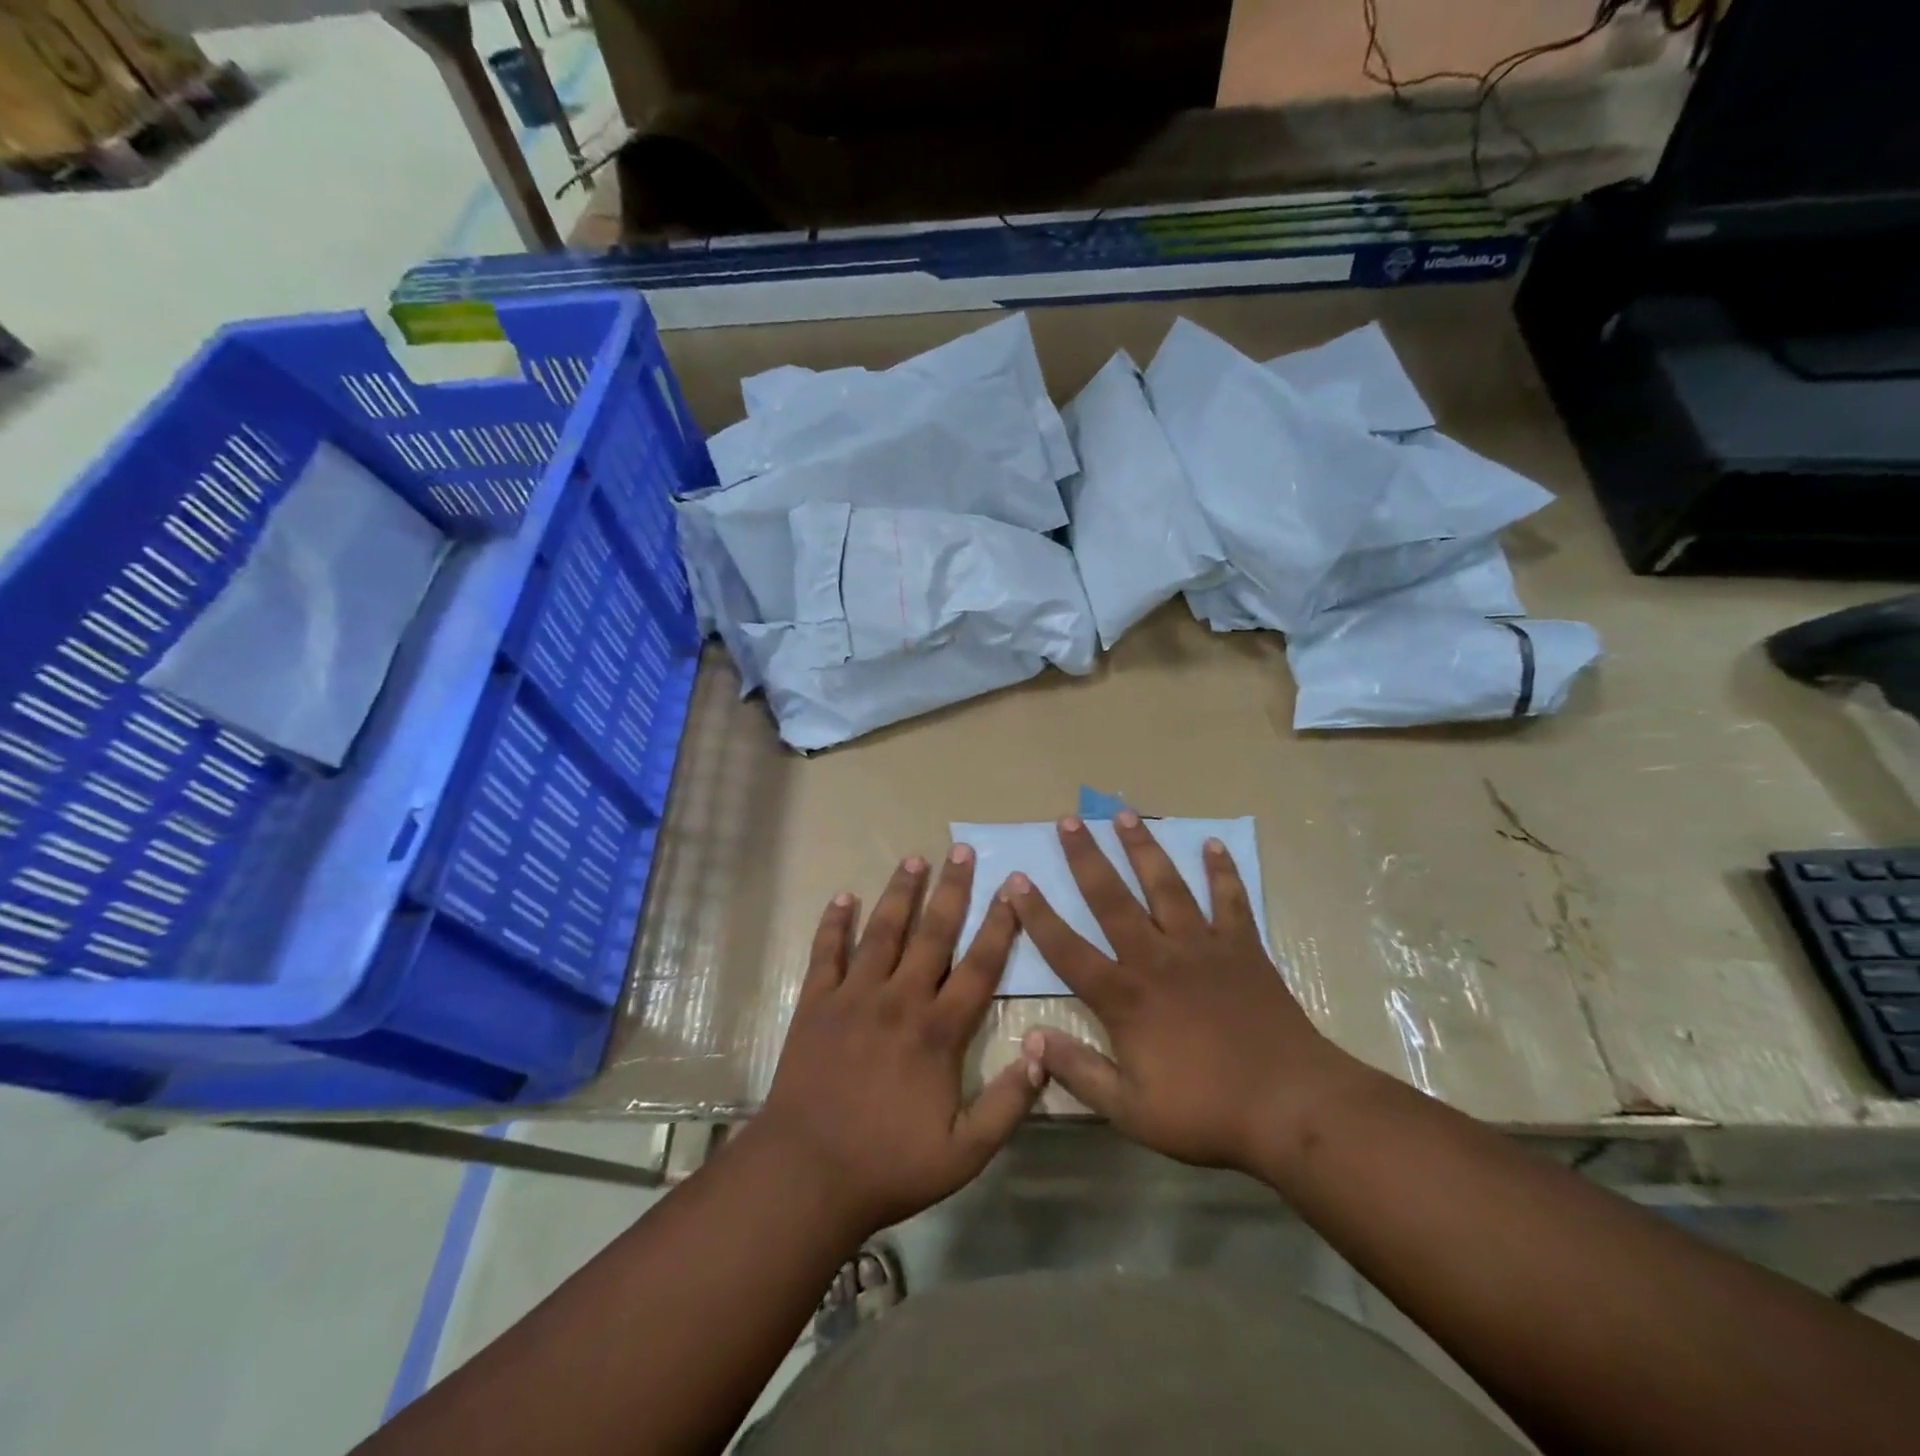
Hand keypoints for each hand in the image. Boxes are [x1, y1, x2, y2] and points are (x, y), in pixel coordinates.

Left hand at [755, 846, 1041, 1239]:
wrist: (807, 1174)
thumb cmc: (889, 1165)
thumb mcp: (965, 1152)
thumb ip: (1008, 1103)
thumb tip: (1044, 1051)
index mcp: (938, 1031)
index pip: (978, 966)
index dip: (999, 926)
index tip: (1012, 889)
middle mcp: (899, 1000)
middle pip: (932, 934)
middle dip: (951, 890)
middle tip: (962, 851)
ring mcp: (854, 997)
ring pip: (882, 932)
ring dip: (899, 894)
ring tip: (914, 859)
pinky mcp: (816, 1004)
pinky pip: (826, 953)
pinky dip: (834, 923)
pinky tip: (843, 896)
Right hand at [1010, 814, 1364, 1175]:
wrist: (1291, 1107)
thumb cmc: (1206, 1111)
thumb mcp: (1130, 1109)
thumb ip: (1079, 1071)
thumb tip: (1031, 1039)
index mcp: (1125, 996)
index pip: (1067, 948)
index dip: (1038, 915)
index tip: (1016, 880)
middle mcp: (1156, 958)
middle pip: (1112, 899)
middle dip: (1086, 858)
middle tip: (1068, 820)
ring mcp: (1202, 947)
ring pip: (1165, 886)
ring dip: (1143, 848)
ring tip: (1123, 813)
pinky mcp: (1242, 949)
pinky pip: (1230, 900)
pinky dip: (1221, 871)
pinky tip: (1212, 844)